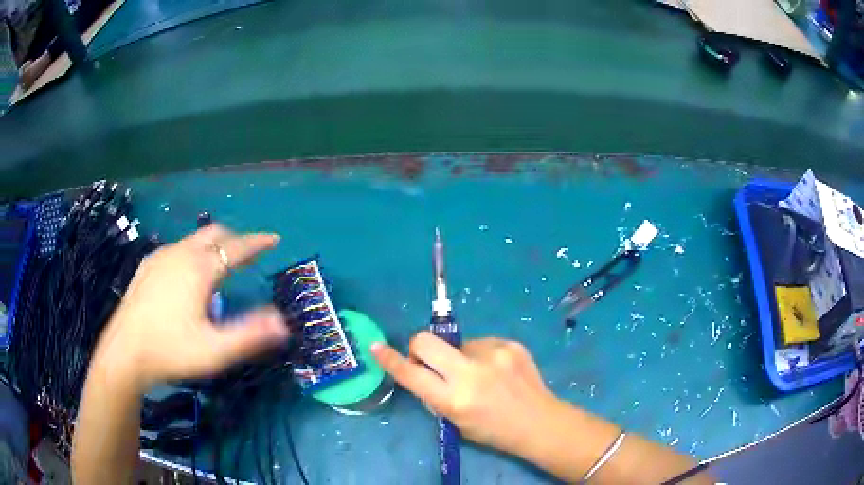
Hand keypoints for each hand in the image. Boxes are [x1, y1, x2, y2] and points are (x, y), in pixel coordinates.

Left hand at [92, 224, 289, 391]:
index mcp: (199, 269)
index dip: (257, 243)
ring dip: (213, 246)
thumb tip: (283, 323)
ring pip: (194, 240)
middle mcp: (180, 253)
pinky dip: (193, 252)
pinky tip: (188, 274)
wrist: (124, 353)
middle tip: (248, 254)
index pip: (236, 247)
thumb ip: (250, 335)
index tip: (274, 239)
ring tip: (221, 265)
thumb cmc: (171, 351)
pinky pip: (177, 248)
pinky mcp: (147, 266)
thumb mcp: (214, 350)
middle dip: (235, 239)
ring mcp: (160, 257)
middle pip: (214, 234)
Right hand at [371, 333, 560, 455]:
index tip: (376, 347)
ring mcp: (493, 354)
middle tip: (430, 360)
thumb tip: (423, 369)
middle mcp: (470, 373)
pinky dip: (482, 355)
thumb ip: (436, 395)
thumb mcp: (456, 421)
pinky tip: (498, 371)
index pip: (411, 375)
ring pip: (457, 343)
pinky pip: (482, 343)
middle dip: (420, 348)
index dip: (391, 360)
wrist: (539, 422)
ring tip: (481, 374)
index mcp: (454, 400)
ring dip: (459, 356)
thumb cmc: (494, 430)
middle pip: (426, 341)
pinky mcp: (509, 344)